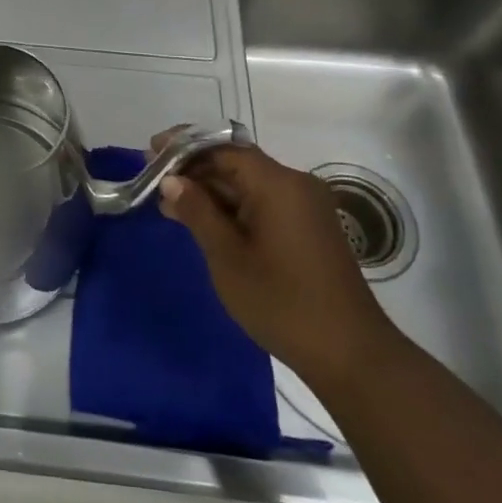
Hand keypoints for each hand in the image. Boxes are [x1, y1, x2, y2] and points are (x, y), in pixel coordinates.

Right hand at [156, 135, 399, 389]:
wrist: (351, 355)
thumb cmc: (282, 302)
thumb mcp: (227, 257)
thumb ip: (197, 212)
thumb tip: (172, 180)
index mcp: (278, 184)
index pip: (223, 148)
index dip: (185, 147)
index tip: (150, 152)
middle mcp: (296, 185)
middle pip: (237, 163)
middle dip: (195, 170)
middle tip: (154, 181)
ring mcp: (306, 207)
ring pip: (249, 184)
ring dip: (211, 191)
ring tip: (171, 204)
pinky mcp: (309, 228)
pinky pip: (264, 203)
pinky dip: (233, 207)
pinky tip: (204, 222)